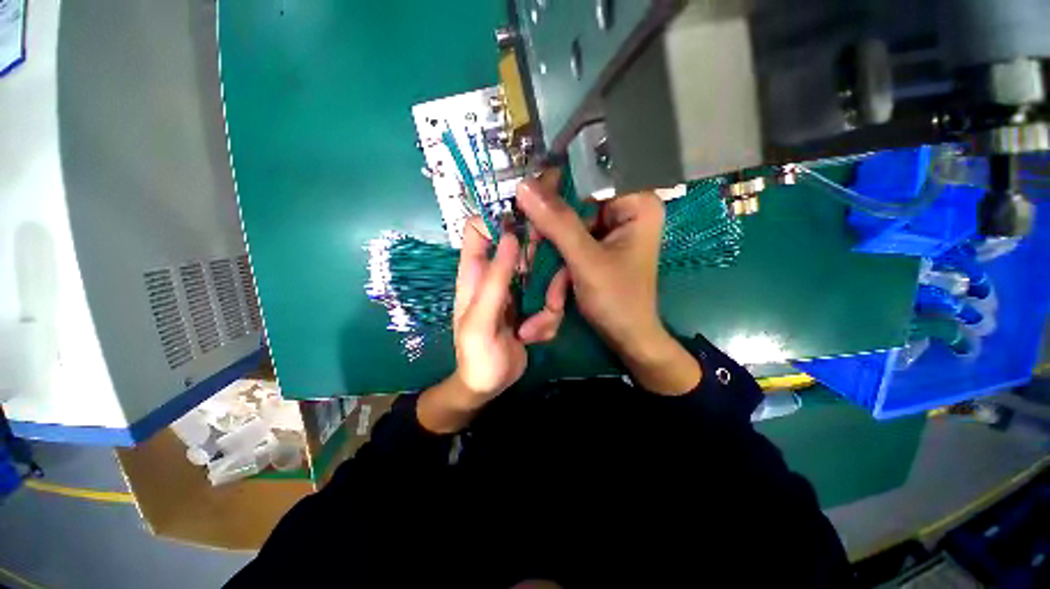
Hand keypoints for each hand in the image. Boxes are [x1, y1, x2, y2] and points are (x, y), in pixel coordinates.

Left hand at [416, 218, 569, 432]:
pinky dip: (550, 317)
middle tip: (552, 280)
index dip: (498, 218)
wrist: (489, 385)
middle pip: (521, 245)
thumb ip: (494, 279)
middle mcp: (498, 274)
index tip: (526, 222)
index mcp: (475, 273)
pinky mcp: (534, 303)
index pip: (478, 229)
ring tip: (535, 329)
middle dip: (540, 260)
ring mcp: (519, 289)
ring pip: (544, 273)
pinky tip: (536, 336)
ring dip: (549, 300)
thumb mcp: (481, 320)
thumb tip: (509, 236)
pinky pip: (551, 297)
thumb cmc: (476, 355)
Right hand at [515, 174, 700, 394]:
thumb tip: (524, 186)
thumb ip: (557, 223)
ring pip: (569, 222)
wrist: (627, 337)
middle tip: (531, 242)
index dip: (558, 181)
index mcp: (637, 204)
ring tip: (536, 265)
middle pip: (577, 200)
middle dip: (551, 226)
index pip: (592, 174)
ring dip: (551, 246)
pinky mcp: (600, 245)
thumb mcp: (586, 261)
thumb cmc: (617, 300)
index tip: (528, 194)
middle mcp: (626, 210)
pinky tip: (553, 278)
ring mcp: (611, 228)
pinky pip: (571, 238)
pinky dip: (558, 255)